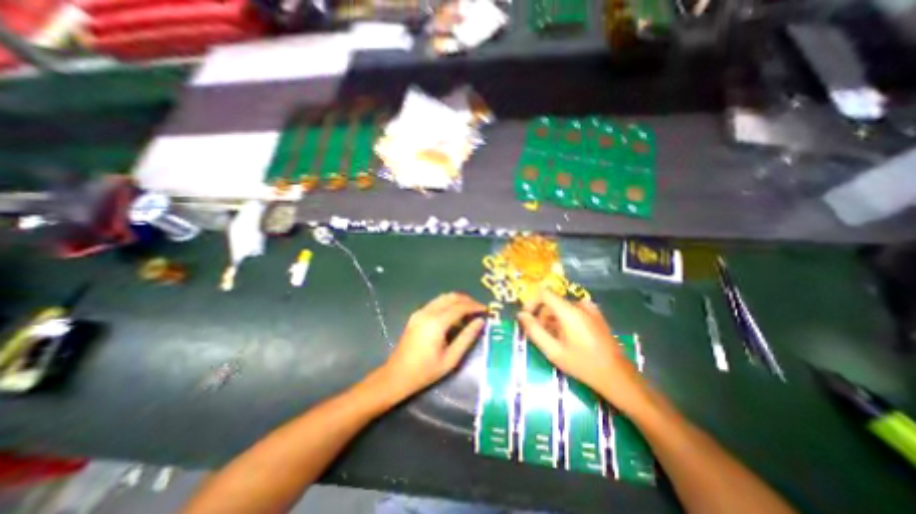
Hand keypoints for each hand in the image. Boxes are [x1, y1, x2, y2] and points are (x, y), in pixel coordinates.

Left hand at [379, 294, 484, 396]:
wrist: (397, 375)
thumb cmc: (425, 371)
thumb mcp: (451, 358)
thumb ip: (467, 337)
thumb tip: (480, 321)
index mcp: (436, 323)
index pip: (460, 307)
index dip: (474, 306)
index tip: (486, 310)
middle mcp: (427, 312)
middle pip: (451, 297)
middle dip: (467, 300)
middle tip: (479, 309)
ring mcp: (420, 312)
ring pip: (443, 297)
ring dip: (458, 300)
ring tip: (469, 311)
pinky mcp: (416, 315)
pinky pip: (436, 303)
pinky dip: (448, 304)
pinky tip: (454, 316)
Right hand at [518, 288, 654, 416]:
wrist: (618, 376)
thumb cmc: (583, 364)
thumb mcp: (553, 351)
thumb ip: (534, 331)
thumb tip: (521, 315)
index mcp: (569, 311)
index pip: (544, 293)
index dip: (531, 303)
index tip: (527, 318)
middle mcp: (580, 305)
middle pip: (552, 302)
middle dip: (542, 316)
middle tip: (540, 336)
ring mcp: (590, 310)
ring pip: (562, 308)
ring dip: (552, 320)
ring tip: (554, 341)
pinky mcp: (596, 316)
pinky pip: (573, 312)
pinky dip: (564, 321)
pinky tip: (567, 339)